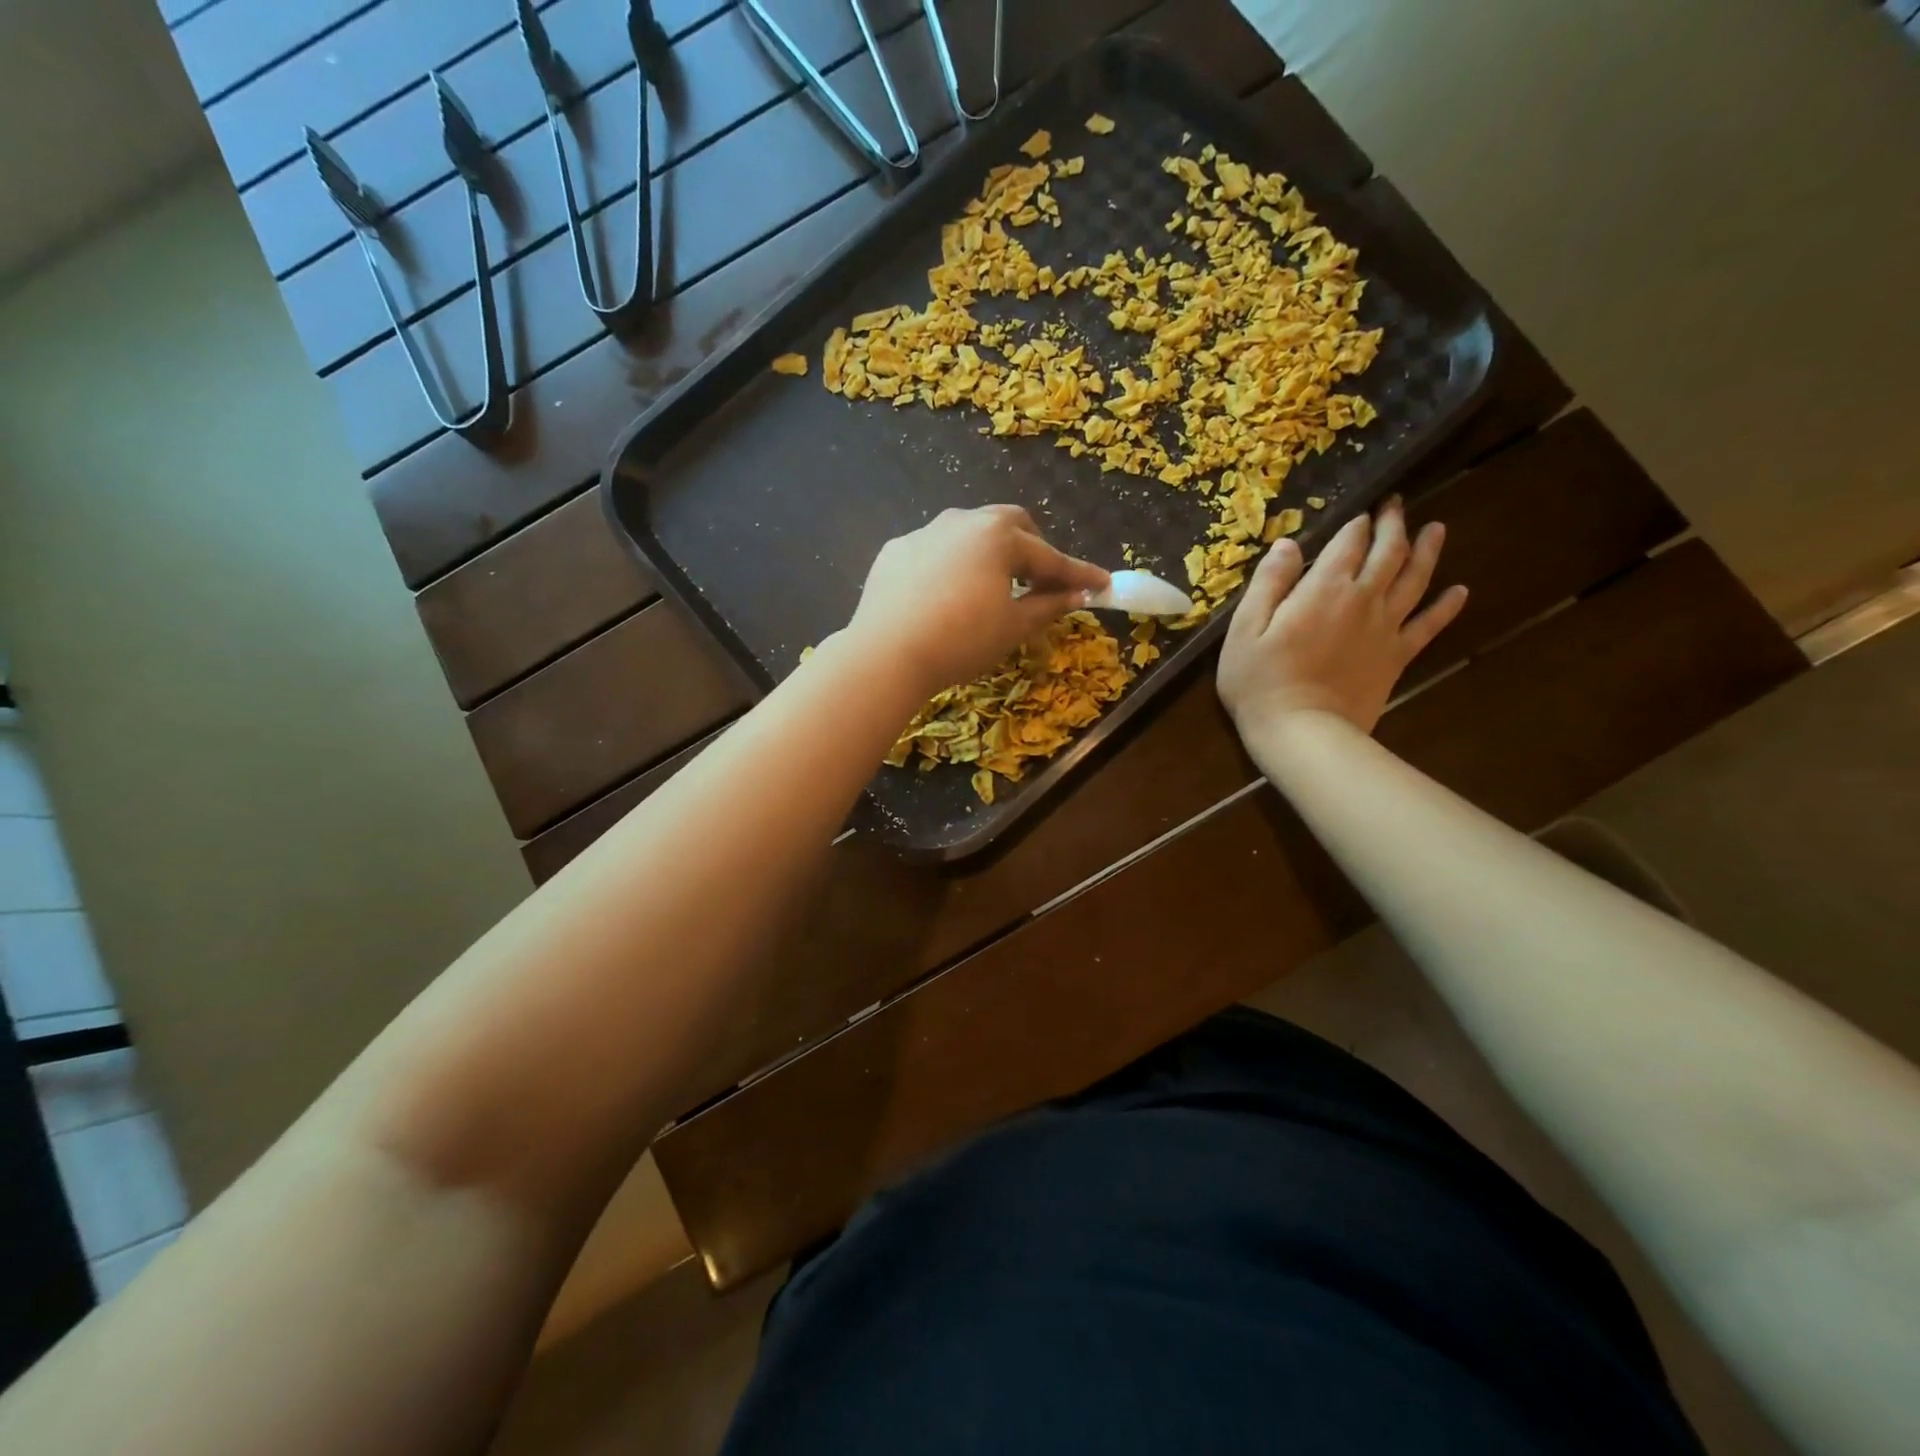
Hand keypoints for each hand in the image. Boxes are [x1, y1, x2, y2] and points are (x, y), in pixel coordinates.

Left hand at [842, 505, 1108, 697]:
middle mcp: (962, 522)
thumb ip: (1049, 605)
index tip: (1101, 584)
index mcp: (998, 536)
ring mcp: (923, 533)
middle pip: (1009, 525)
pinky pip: (934, 550)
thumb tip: (1079, 594)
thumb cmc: (961, 640)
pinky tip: (945, 596)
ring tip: (991, 586)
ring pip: (968, 533)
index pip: (1048, 556)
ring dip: (989, 553)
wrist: (886, 653)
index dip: (1077, 573)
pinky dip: (952, 565)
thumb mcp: (1013, 627)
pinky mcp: (894, 551)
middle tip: (1040, 582)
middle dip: (1032, 549)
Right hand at [1217, 497, 1467, 737]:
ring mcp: (1386, 628)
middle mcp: (1363, 599)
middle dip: (1393, 525)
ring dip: (1427, 551)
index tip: (1360, 509)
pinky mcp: (1397, 657)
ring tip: (1436, 529)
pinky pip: (1429, 625)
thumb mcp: (1245, 629)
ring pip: (1416, 579)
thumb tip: (1287, 545)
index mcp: (1324, 588)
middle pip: (1389, 552)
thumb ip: (1268, 583)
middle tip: (1396, 507)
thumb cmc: (1260, 681)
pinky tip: (1459, 591)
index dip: (1356, 523)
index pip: (1348, 542)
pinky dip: (1446, 606)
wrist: (1302, 732)